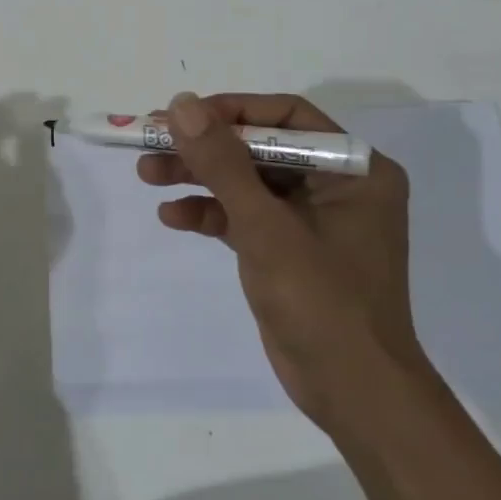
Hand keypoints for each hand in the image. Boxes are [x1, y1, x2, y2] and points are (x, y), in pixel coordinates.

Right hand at [138, 91, 416, 427]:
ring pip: (247, 182)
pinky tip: (172, 216)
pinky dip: (211, 214)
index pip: (286, 117)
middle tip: (150, 141)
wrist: (354, 394)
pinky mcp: (288, 249)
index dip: (230, 110)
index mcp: (353, 169)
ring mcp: (311, 219)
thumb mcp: (265, 227)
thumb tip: (182, 105)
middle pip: (260, 148)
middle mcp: (336, 186)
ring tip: (146, 173)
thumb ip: (223, 163)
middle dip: (205, 147)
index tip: (181, 115)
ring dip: (199, 177)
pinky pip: (245, 217)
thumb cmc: (322, 301)